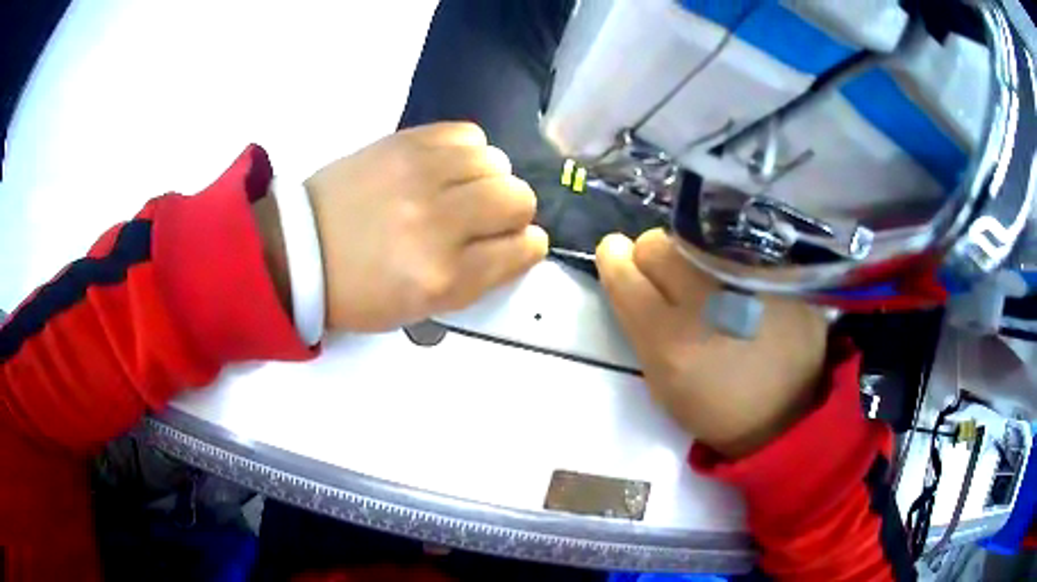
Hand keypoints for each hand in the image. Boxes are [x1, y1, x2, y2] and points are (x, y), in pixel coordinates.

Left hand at [304, 122, 547, 332]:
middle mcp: (439, 222)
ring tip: (463, 189)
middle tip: (488, 217)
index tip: (515, 243)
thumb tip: (516, 242)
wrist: (299, 248)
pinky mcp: (404, 143)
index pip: (521, 248)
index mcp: (443, 277)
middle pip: (517, 198)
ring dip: (490, 178)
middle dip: (514, 211)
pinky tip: (448, 166)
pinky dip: (468, 150)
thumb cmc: (358, 291)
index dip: (527, 245)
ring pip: (496, 161)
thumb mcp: (421, 309)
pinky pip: (467, 133)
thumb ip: (477, 279)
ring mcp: (420, 175)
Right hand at [596, 229, 827, 457]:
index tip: (619, 262)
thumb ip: (640, 330)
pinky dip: (725, 263)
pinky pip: (734, 248)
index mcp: (670, 339)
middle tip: (667, 283)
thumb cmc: (717, 409)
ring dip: (688, 258)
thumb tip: (630, 280)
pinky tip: (739, 289)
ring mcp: (746, 280)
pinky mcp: (776, 273)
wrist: (789, 413)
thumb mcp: (663, 385)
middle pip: (656, 243)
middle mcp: (706, 300)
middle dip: (651, 259)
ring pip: (693, 238)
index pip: (625, 271)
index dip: (615, 262)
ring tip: (706, 286)